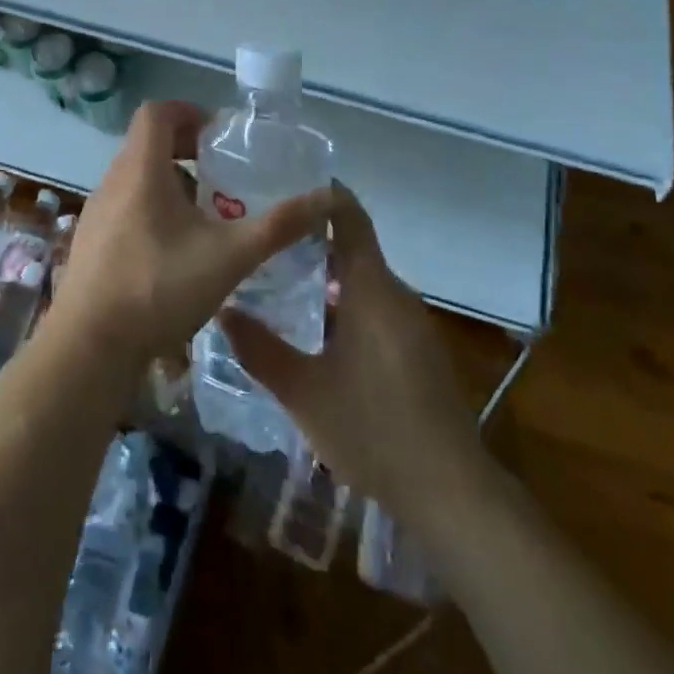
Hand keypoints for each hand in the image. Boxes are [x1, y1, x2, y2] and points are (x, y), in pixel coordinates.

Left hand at [49, 101, 325, 370]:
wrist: (87, 348)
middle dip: (189, 151)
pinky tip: (179, 252)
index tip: (220, 136)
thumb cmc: (158, 288)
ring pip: (138, 178)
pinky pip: (127, 206)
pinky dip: (155, 210)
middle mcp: (114, 180)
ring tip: (209, 216)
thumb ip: (278, 226)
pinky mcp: (92, 241)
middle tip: (225, 177)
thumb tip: (327, 199)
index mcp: (141, 169)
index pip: (157, 112)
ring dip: (173, 184)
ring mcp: (98, 212)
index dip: (190, 112)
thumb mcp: (229, 256)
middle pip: (149, 144)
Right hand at [219, 183, 482, 526]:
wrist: (451, 491)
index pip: (350, 217)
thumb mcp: (303, 391)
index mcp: (371, 287)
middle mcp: (396, 294)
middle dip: (311, 238)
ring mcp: (412, 322)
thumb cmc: (372, 429)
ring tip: (280, 278)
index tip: (284, 182)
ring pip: (364, 280)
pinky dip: (346, 301)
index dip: (322, 194)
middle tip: (265, 237)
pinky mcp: (419, 349)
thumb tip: (222, 309)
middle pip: (353, 247)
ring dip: (327, 274)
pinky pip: (377, 306)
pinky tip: (317, 328)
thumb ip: (259, 348)